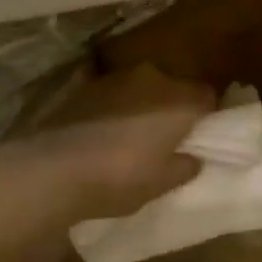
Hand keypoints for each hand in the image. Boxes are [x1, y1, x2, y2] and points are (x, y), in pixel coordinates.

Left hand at [0, 65, 212, 220]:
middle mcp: (151, 77)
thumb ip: (183, 167)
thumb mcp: (160, 184)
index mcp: (179, 100)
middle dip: (171, 107)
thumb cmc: (119, 177)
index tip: (200, 137)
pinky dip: (106, 101)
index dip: (207, 116)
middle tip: (164, 138)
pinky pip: (104, 88)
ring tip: (126, 133)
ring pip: (139, 86)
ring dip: (139, 103)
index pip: (207, 97)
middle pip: (173, 87)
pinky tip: (96, 120)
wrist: (54, 168)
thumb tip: (194, 158)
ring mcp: (115, 77)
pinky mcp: (83, 83)